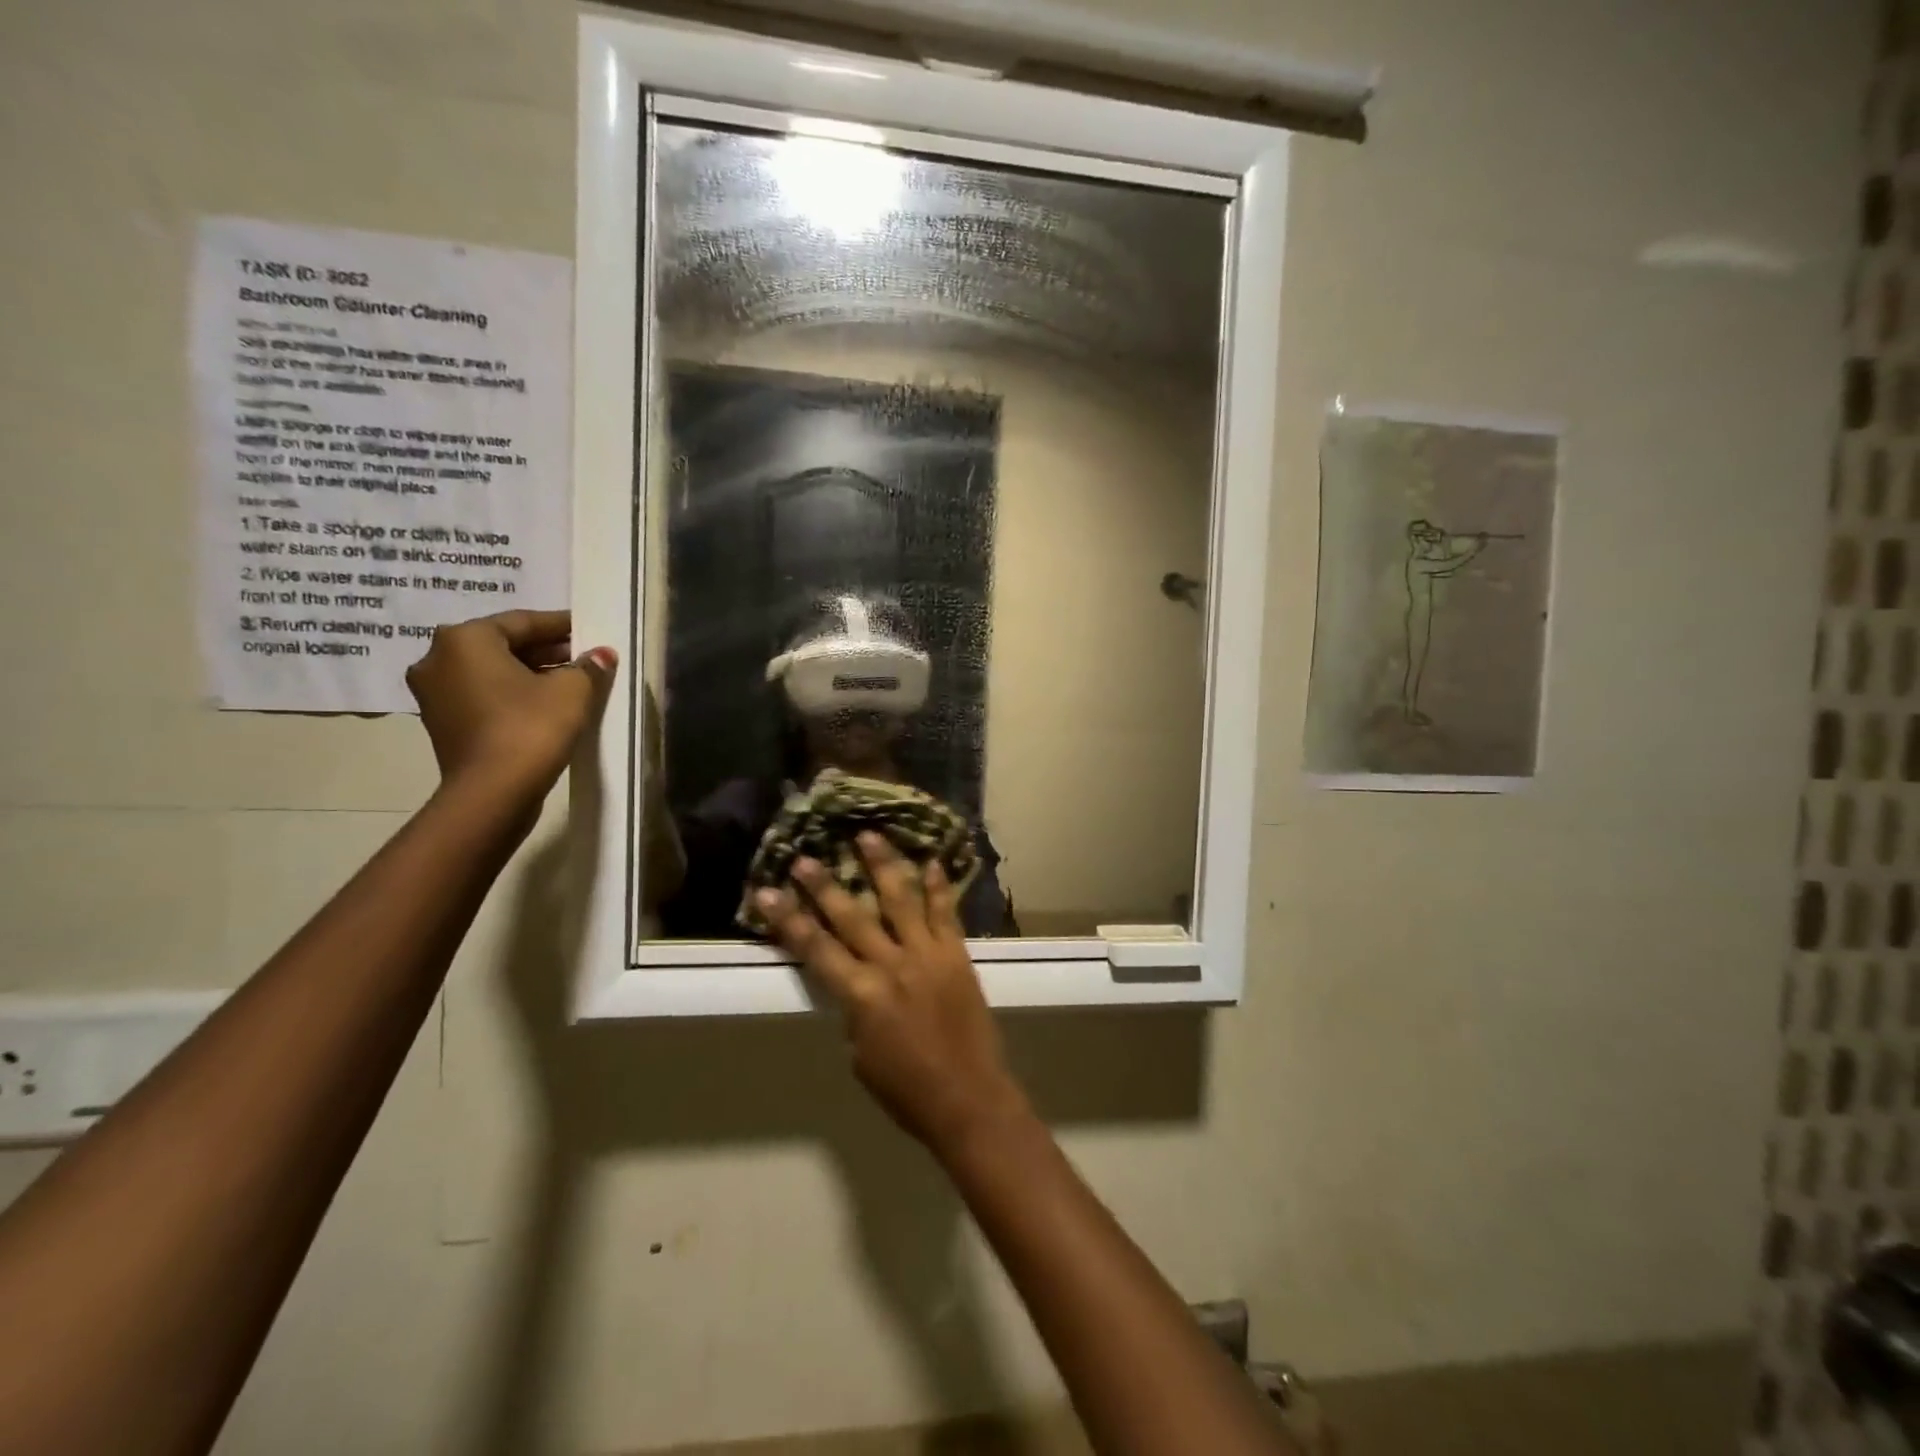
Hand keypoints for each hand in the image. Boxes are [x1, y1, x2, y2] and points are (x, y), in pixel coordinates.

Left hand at [406, 609, 617, 801]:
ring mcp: (434, 694)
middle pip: (503, 645)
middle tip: (584, 657)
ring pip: (492, 672)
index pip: (523, 621)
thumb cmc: (531, 727)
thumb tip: (600, 655)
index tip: (589, 629)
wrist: (492, 793)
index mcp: (465, 639)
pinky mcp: (442, 724)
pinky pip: (484, 696)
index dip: (561, 625)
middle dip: (546, 650)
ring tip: (571, 682)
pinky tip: (545, 705)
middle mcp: (438, 659)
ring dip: (530, 673)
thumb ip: (588, 667)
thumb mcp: (572, 690)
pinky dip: (513, 694)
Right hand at [756, 835, 1032, 1155]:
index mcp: (861, 996)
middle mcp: (891, 965)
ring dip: (882, 866)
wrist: (968, 1098)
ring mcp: (927, 954)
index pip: (815, 949)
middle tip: (806, 856)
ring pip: (900, 900)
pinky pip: (946, 913)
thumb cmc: (906, 1091)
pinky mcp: (957, 954)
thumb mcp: (862, 1056)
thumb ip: (856, 1012)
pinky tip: (932, 861)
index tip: (767, 892)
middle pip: (851, 916)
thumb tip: (857, 982)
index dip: (788, 920)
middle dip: (825, 885)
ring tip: (868, 835)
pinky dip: (939, 886)